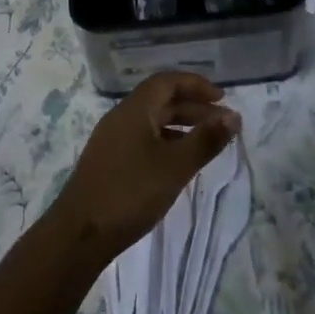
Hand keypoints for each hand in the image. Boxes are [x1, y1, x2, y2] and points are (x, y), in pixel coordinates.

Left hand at [51, 72, 239, 258]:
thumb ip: (205, 140)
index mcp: (133, 109)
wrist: (81, 232)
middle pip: (160, 99)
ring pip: (151, 121)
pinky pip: (143, 138)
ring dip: (180, 125)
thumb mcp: (175, 167)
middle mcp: (121, 117)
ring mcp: (112, 139)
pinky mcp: (109, 161)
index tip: (222, 98)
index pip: (166, 81)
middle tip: (221, 121)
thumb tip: (233, 115)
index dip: (195, 84)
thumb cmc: (130, 192)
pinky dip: (166, 142)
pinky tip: (179, 162)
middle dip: (192, 106)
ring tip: (207, 141)